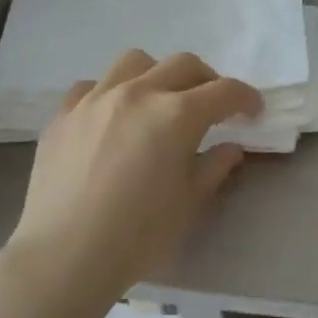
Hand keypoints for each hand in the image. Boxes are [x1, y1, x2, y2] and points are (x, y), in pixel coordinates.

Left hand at [3, 49, 261, 311]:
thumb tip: (230, 148)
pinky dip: (111, 92)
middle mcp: (137, 93)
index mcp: (177, 115)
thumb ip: (214, 168)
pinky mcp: (63, 114)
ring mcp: (95, 99)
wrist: (64, 255)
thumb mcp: (189, 204)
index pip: (224, 91)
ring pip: (134, 62)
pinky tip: (112, 117)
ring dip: (158, 75)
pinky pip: (92, 86)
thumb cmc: (138, 235)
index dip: (246, 98)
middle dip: (208, 80)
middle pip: (183, 65)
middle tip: (213, 107)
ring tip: (159, 102)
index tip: (254, 112)